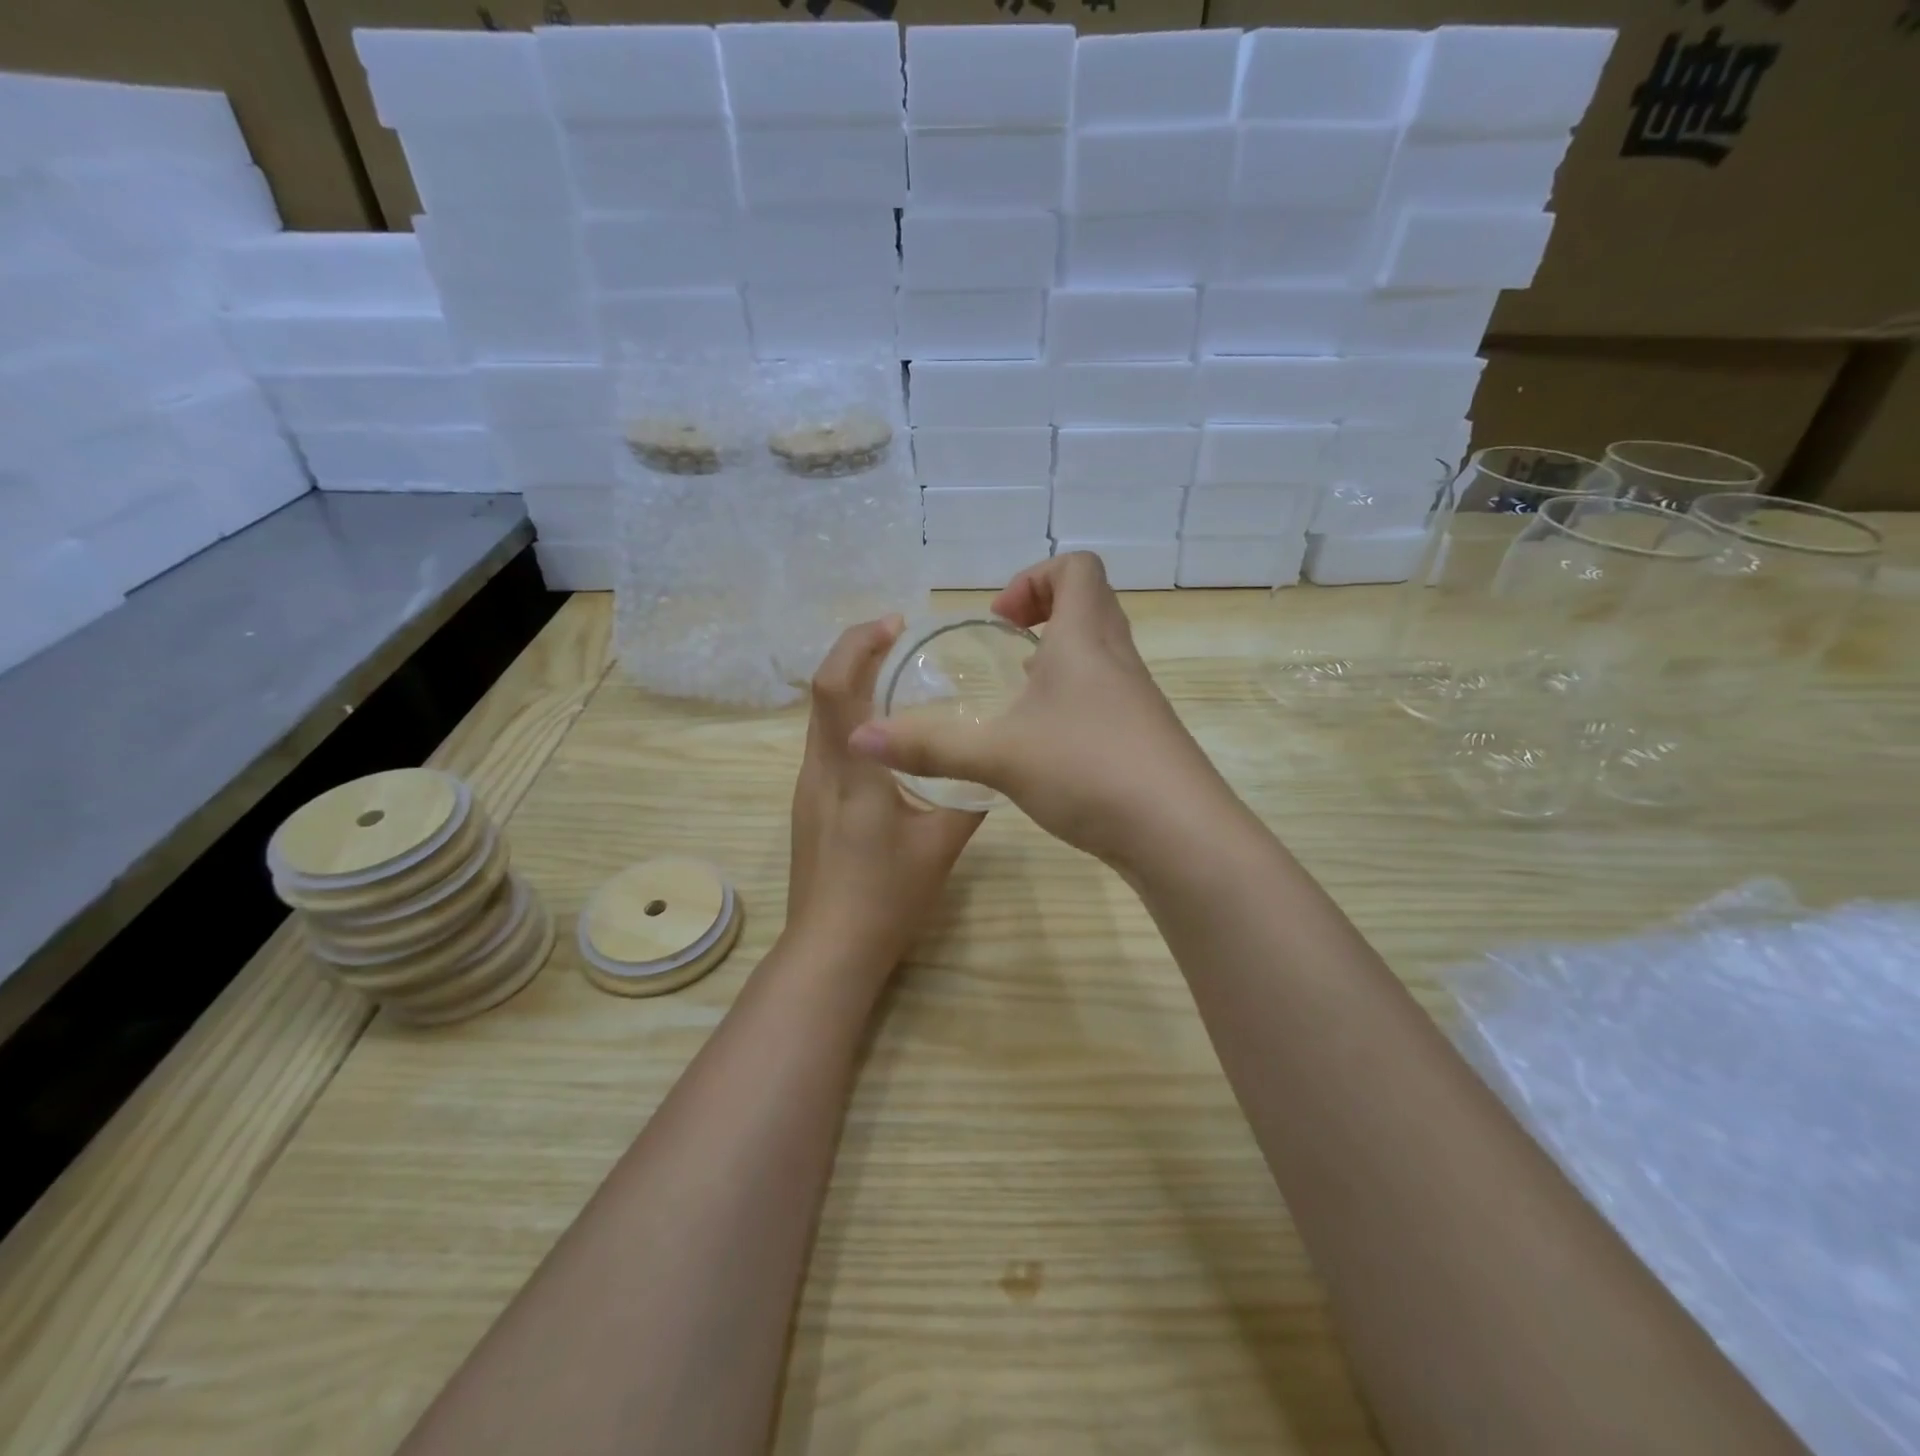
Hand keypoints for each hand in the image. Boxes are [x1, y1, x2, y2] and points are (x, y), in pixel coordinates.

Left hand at [786, 617, 983, 972]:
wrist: (830, 950)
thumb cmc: (887, 897)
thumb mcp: (942, 845)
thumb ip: (970, 800)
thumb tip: (993, 767)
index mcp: (850, 772)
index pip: (833, 687)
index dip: (857, 644)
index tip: (894, 624)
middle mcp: (818, 769)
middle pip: (822, 692)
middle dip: (855, 653)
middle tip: (900, 638)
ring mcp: (807, 788)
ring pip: (821, 718)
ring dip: (851, 685)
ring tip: (897, 675)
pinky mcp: (808, 805)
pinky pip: (826, 744)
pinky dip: (850, 719)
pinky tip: (885, 735)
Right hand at [848, 553, 1231, 869]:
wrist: (1178, 834)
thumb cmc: (1089, 770)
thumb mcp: (999, 755)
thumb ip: (928, 746)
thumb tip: (859, 739)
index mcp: (1087, 639)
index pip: (1077, 568)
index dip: (1035, 578)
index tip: (1000, 618)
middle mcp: (1117, 659)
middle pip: (1090, 603)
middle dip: (1044, 613)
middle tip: (1006, 648)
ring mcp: (1136, 699)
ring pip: (1099, 652)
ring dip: (1058, 658)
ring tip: (1018, 693)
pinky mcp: (1142, 736)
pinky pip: (1104, 693)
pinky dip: (1072, 697)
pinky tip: (1044, 742)